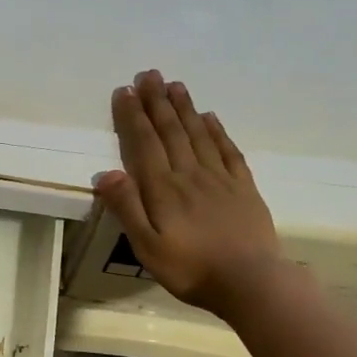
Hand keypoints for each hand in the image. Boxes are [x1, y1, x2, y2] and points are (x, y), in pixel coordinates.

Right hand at [94, 69, 282, 310]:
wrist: (251, 282)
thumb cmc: (191, 269)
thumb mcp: (147, 246)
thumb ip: (126, 208)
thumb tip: (105, 172)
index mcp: (164, 189)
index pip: (145, 144)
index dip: (134, 116)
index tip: (125, 90)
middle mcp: (191, 174)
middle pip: (171, 131)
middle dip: (158, 101)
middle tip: (149, 74)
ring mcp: (220, 179)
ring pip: (199, 134)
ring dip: (185, 108)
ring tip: (175, 85)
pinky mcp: (243, 188)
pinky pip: (228, 151)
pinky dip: (217, 131)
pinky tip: (210, 118)